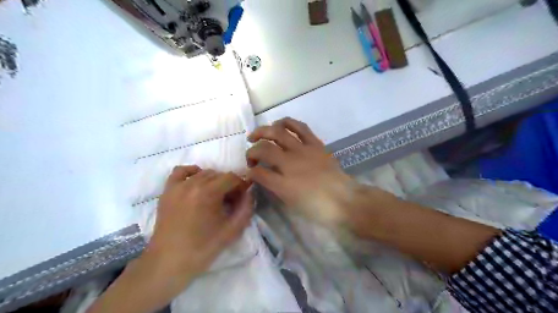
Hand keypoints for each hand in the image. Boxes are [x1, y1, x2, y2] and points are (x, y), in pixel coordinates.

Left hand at [148, 166, 252, 278]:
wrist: (168, 263)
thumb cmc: (203, 248)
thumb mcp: (232, 231)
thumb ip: (246, 208)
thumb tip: (250, 193)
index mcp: (208, 193)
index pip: (231, 177)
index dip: (241, 185)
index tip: (243, 197)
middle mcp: (192, 184)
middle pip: (218, 174)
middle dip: (228, 184)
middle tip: (231, 201)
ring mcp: (177, 186)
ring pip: (202, 173)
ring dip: (213, 181)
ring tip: (215, 197)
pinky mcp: (167, 191)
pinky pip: (180, 172)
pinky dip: (192, 172)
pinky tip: (197, 182)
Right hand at [247, 118, 356, 227]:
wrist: (345, 200)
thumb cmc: (318, 208)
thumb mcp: (291, 203)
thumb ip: (275, 188)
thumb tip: (263, 176)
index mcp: (283, 183)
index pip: (258, 172)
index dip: (250, 172)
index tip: (249, 172)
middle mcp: (290, 163)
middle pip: (264, 149)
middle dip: (252, 150)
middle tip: (250, 153)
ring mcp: (303, 150)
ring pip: (278, 132)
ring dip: (263, 131)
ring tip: (257, 134)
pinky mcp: (315, 144)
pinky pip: (299, 127)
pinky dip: (287, 122)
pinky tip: (280, 124)